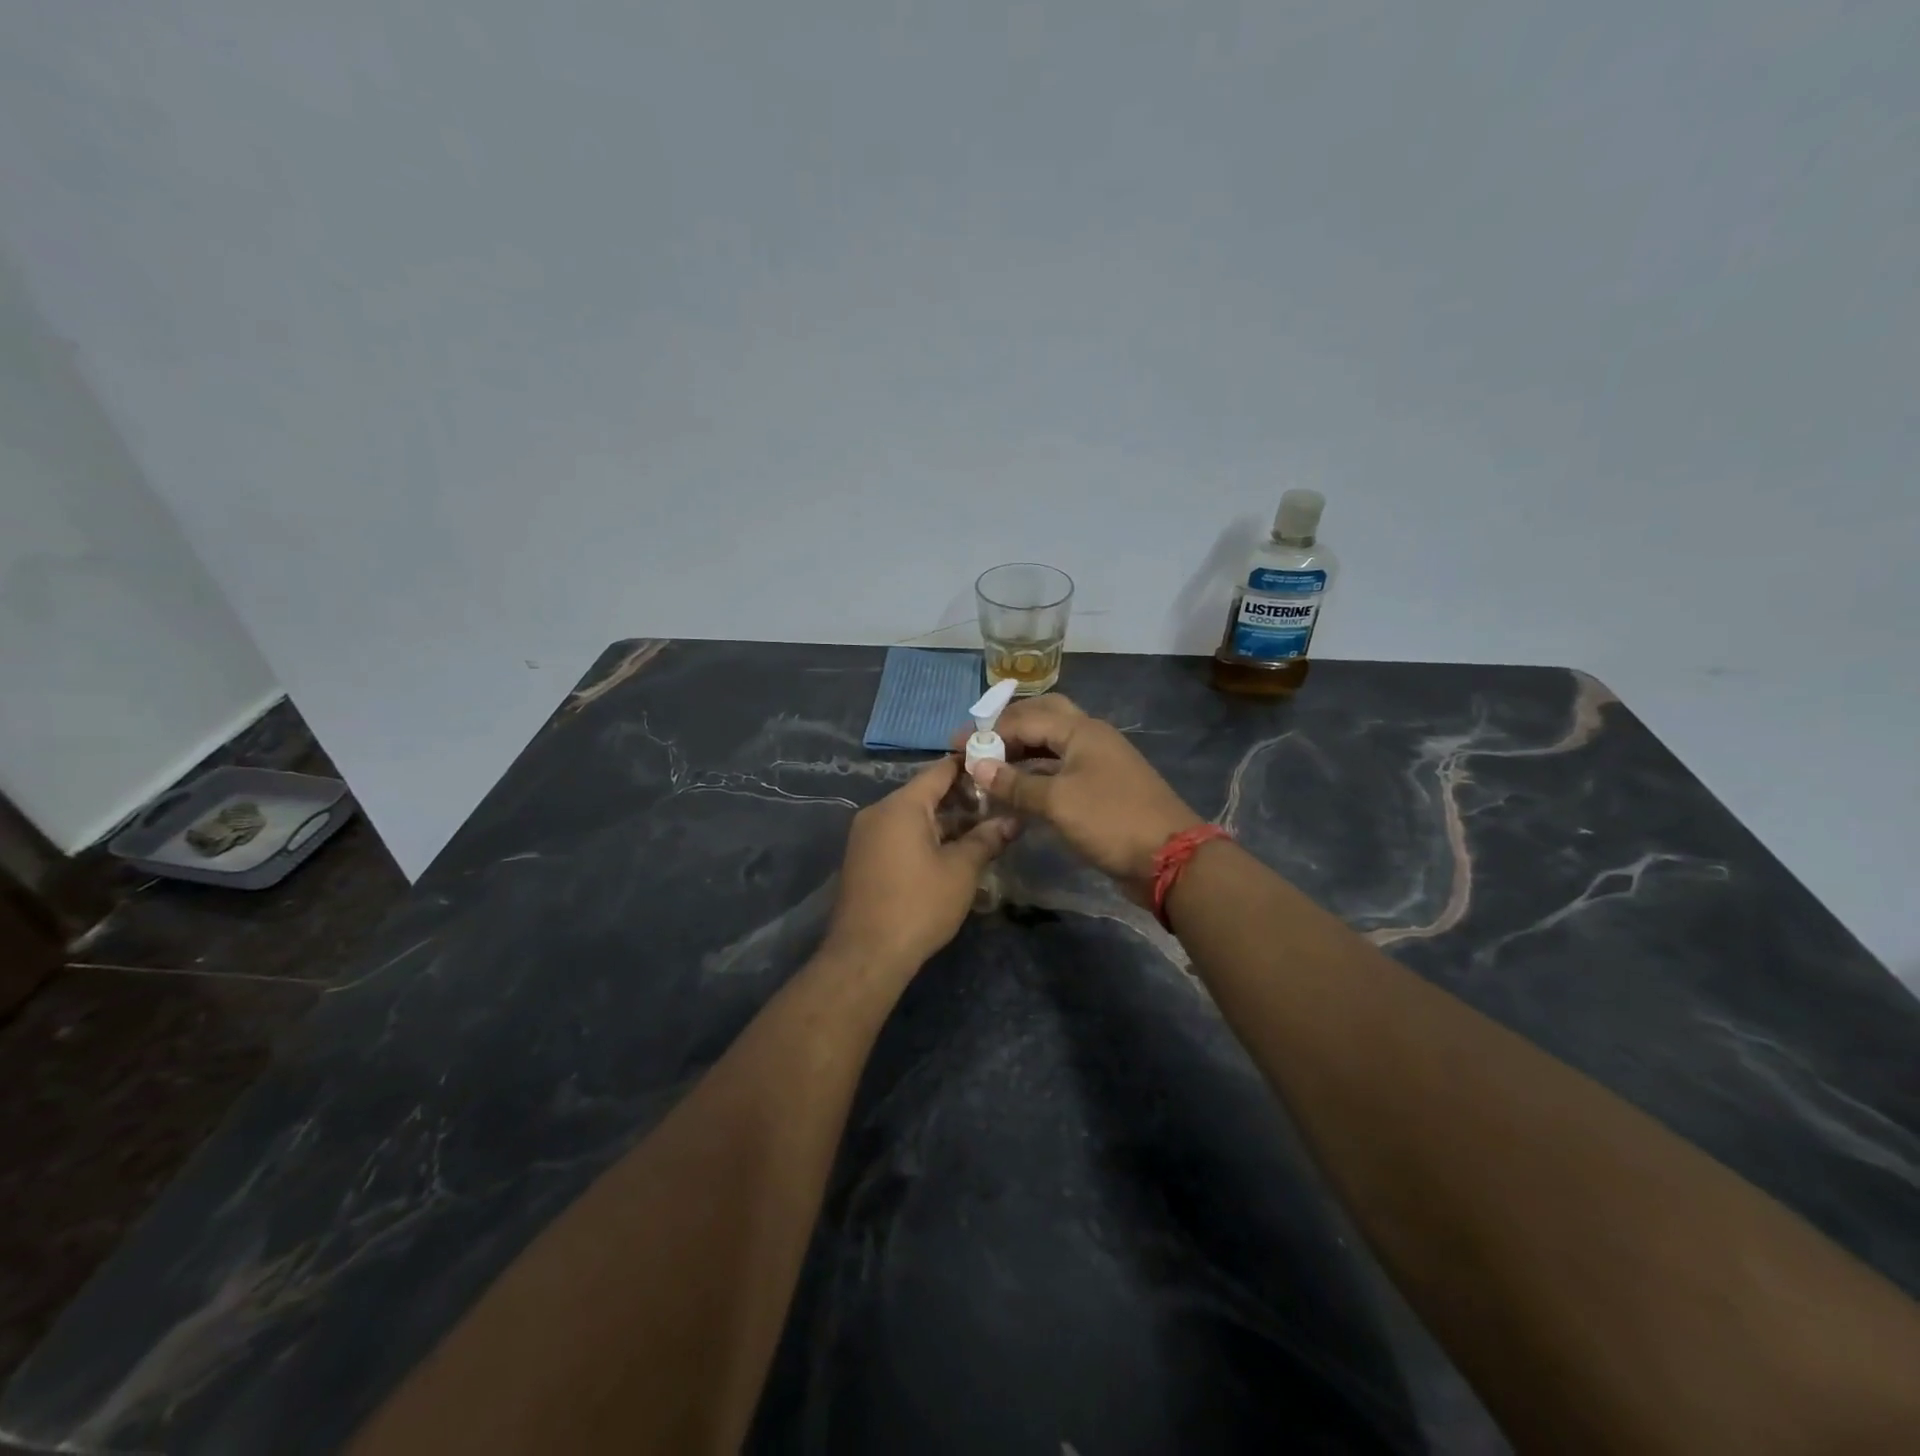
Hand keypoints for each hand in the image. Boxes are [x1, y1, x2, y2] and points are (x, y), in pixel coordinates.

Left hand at [823, 758, 1016, 968]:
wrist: (866, 954)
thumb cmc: (918, 905)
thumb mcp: (961, 871)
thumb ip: (986, 840)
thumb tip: (1012, 821)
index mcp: (901, 805)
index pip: (939, 770)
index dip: (969, 766)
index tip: (996, 766)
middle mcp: (878, 812)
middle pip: (924, 793)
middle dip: (961, 798)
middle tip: (997, 805)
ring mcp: (866, 836)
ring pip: (912, 816)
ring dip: (944, 821)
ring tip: (981, 831)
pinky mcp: (863, 858)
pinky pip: (899, 835)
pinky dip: (925, 836)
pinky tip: (951, 852)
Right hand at [963, 695, 1201, 895]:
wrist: (1169, 858)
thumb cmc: (1110, 820)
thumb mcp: (1058, 802)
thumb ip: (1015, 784)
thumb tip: (977, 767)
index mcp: (1082, 730)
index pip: (1027, 718)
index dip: (991, 731)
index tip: (958, 746)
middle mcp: (1090, 738)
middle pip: (1043, 719)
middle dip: (1009, 729)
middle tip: (979, 745)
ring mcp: (1098, 763)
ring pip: (1052, 746)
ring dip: (1022, 752)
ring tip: (990, 766)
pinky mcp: (1101, 788)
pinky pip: (1061, 770)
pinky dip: (1036, 775)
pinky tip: (1017, 790)